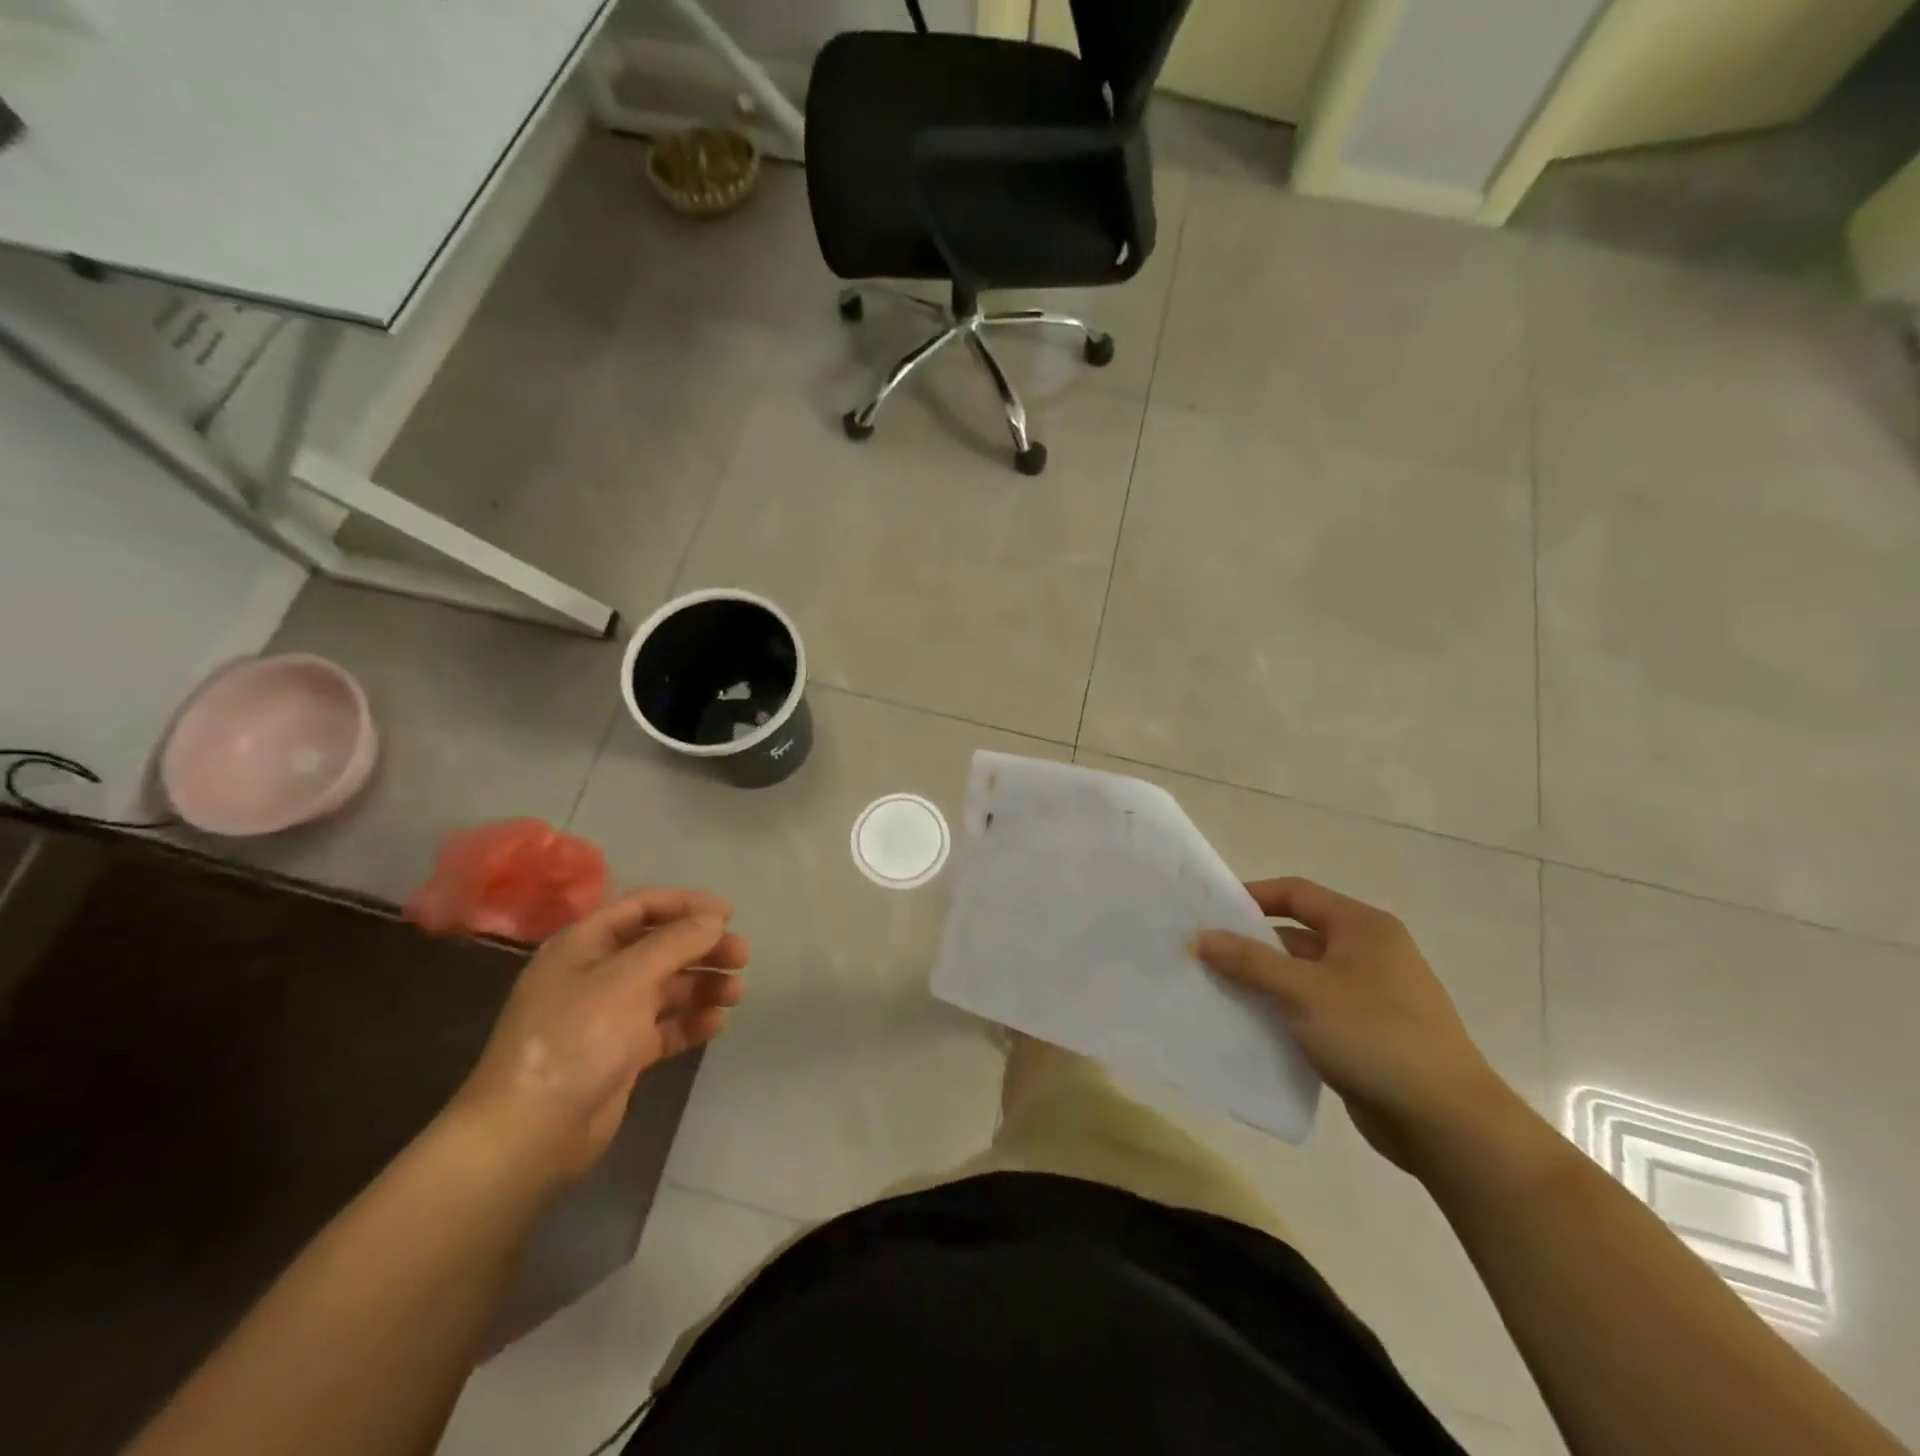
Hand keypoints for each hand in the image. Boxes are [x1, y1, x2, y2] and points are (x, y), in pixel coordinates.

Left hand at [452, 888, 748, 1183]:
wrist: (530, 1133)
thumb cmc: (576, 1039)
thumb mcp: (627, 979)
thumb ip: (675, 943)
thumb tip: (713, 920)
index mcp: (583, 945)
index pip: (641, 907)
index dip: (686, 905)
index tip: (729, 914)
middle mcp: (594, 974)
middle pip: (659, 947)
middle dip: (702, 948)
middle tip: (742, 957)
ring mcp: (606, 1016)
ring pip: (665, 988)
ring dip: (702, 985)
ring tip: (736, 993)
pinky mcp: (618, 1054)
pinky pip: (662, 1027)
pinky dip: (689, 1022)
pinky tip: (716, 1024)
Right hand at [1193, 877, 1515, 1176]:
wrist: (1447, 1123)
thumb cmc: (1375, 1036)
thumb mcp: (1303, 992)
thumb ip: (1250, 961)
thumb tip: (1202, 938)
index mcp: (1362, 928)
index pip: (1297, 893)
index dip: (1252, 897)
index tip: (1210, 913)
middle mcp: (1367, 954)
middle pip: (1296, 935)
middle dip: (1250, 946)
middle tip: (1203, 957)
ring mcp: (1368, 996)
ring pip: (1301, 977)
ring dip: (1262, 984)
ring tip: (1215, 992)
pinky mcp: (1365, 1035)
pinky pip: (1311, 1012)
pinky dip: (1281, 1014)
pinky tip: (1248, 1029)